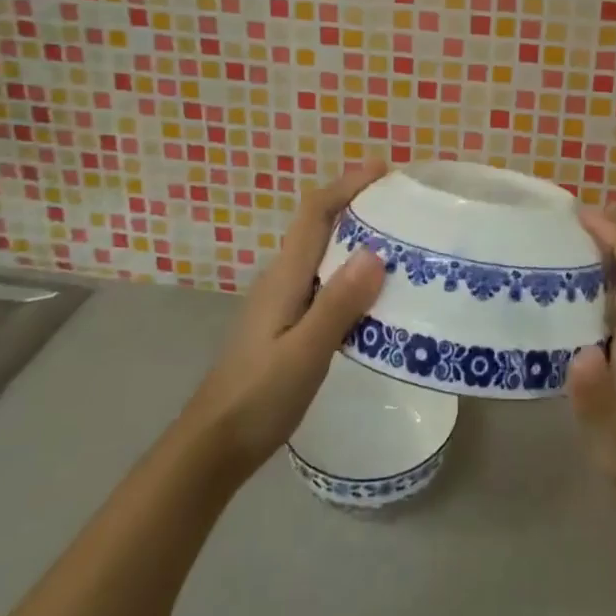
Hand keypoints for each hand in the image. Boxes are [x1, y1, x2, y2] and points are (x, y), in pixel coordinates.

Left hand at [174, 159, 388, 488]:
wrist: (212, 446)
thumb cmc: (257, 398)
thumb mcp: (305, 353)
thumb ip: (338, 304)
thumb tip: (376, 251)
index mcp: (285, 277)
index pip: (315, 212)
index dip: (346, 184)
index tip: (383, 168)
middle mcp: (282, 279)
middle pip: (319, 225)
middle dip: (356, 204)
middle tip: (402, 204)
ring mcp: (282, 302)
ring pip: (322, 254)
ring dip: (356, 237)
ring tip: (400, 242)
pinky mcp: (287, 324)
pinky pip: (324, 281)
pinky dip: (351, 273)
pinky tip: (375, 295)